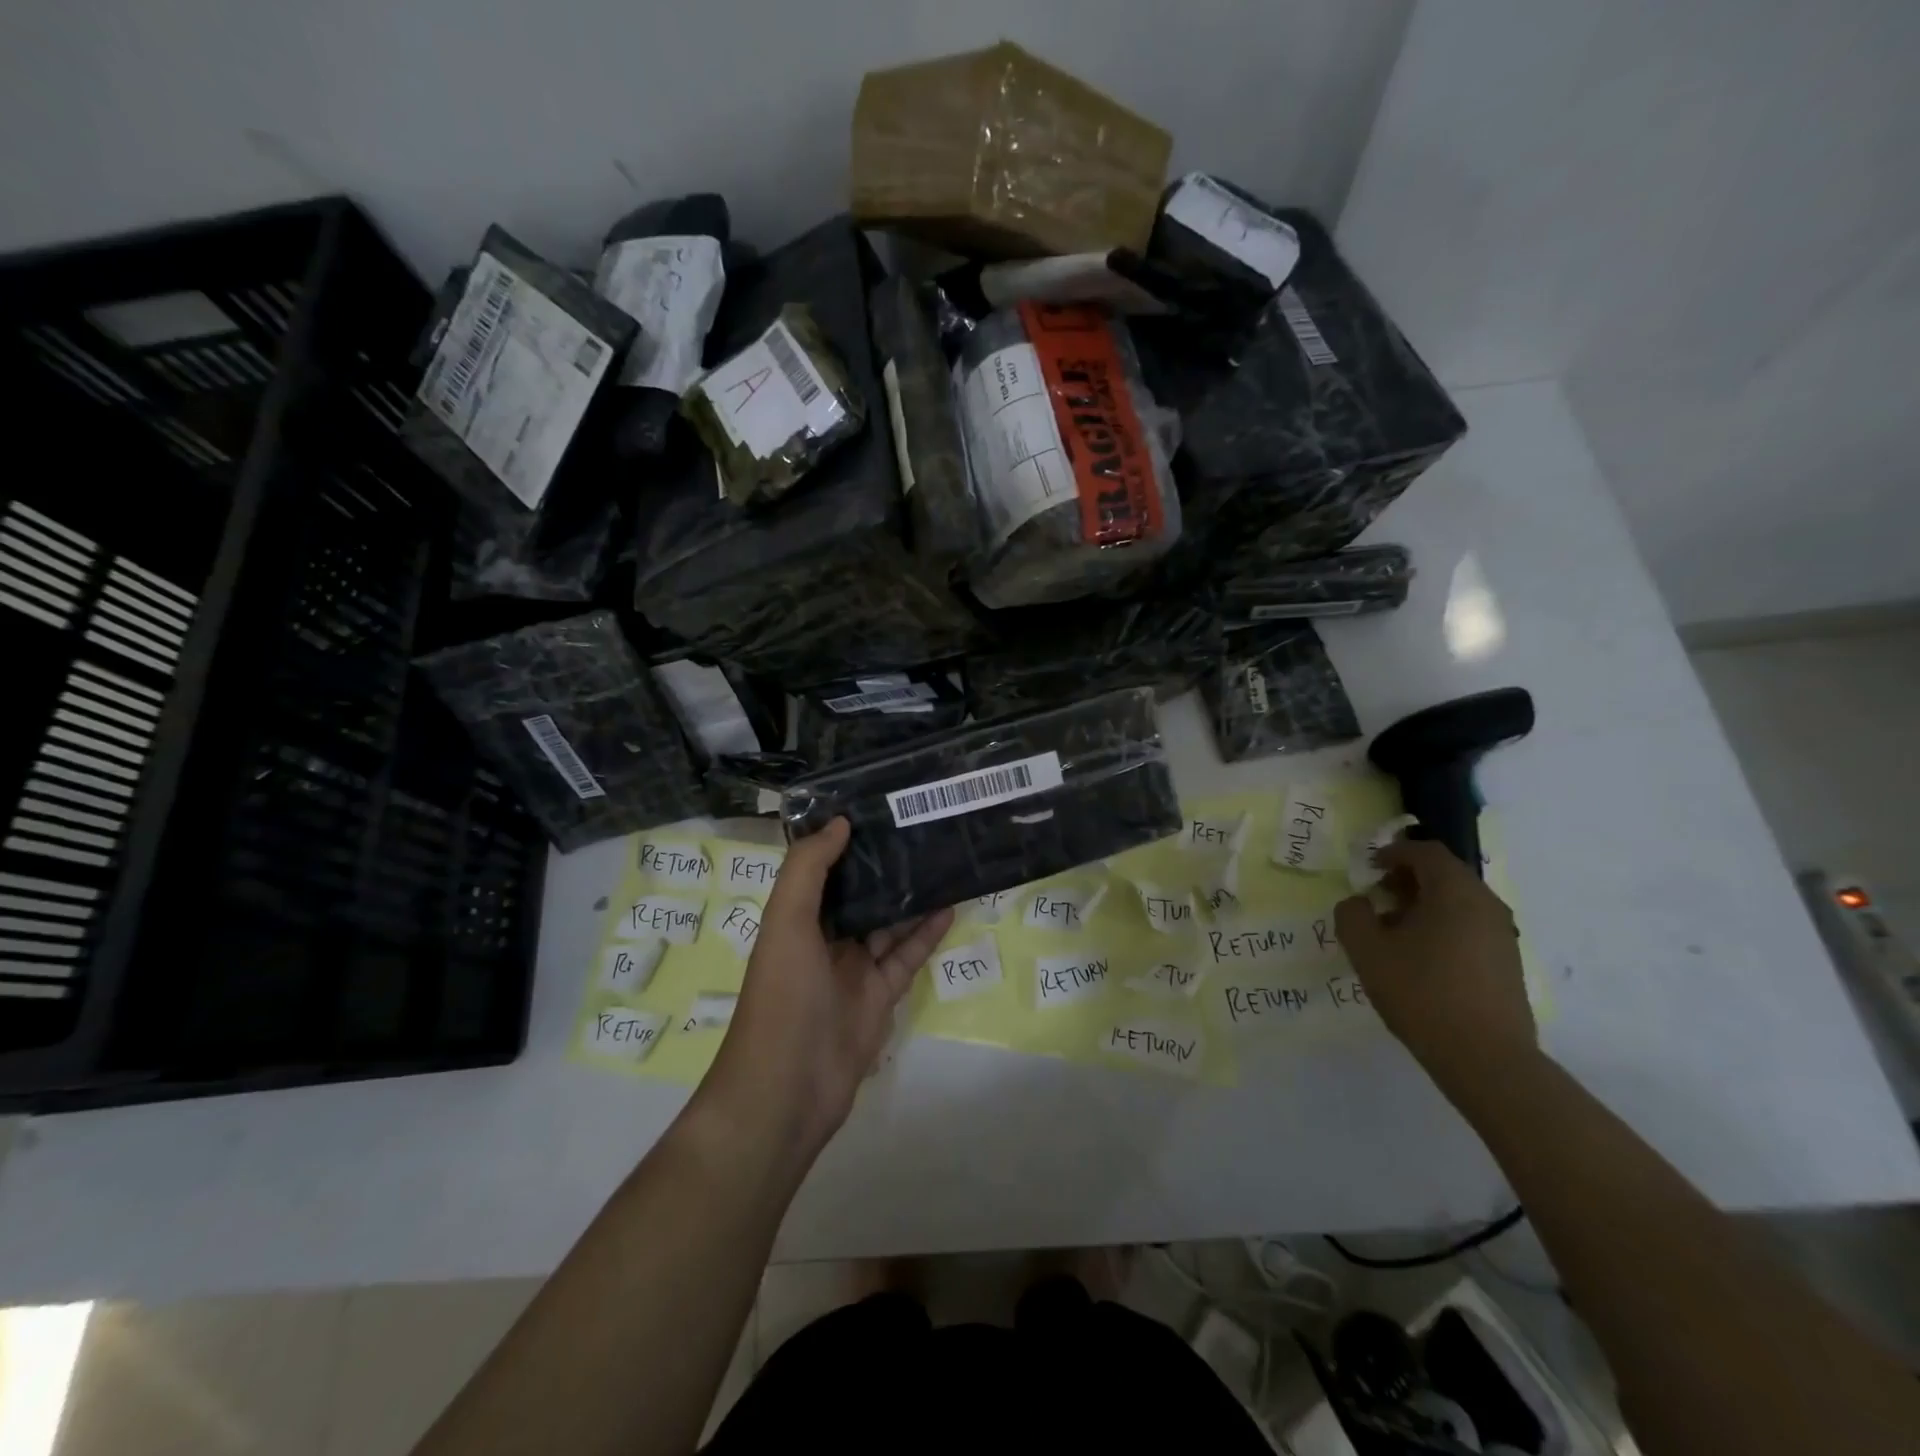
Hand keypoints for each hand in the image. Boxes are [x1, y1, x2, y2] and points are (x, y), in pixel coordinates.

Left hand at [705, 818, 952, 1157]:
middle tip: (923, 827)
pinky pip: (907, 956)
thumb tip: (839, 822)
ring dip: (912, 895)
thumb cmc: (782, 996)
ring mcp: (854, 969)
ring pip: (888, 922)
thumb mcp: (786, 922)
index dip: (846, 840)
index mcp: (796, 918)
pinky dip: (927, 933)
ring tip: (944, 858)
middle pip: (860, 893)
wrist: (789, 1088)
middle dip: (886, 865)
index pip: (823, 869)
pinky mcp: (881, 995)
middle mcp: (824, 939)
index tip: (878, 807)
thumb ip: (808, 869)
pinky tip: (951, 904)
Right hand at [1334, 838, 1535, 1089]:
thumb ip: (1352, 915)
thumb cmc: (1421, 993)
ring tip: (1393, 932)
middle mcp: (1486, 904)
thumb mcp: (1367, 950)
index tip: (1367, 870)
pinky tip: (1419, 958)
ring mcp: (1502, 935)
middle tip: (1376, 899)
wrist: (1486, 1058)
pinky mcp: (1507, 963)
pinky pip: (1469, 926)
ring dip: (1423, 905)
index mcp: (1455, 892)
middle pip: (1444, 874)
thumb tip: (1358, 903)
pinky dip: (1442, 926)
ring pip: (1458, 902)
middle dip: (1406, 879)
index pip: (1425, 852)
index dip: (1392, 853)